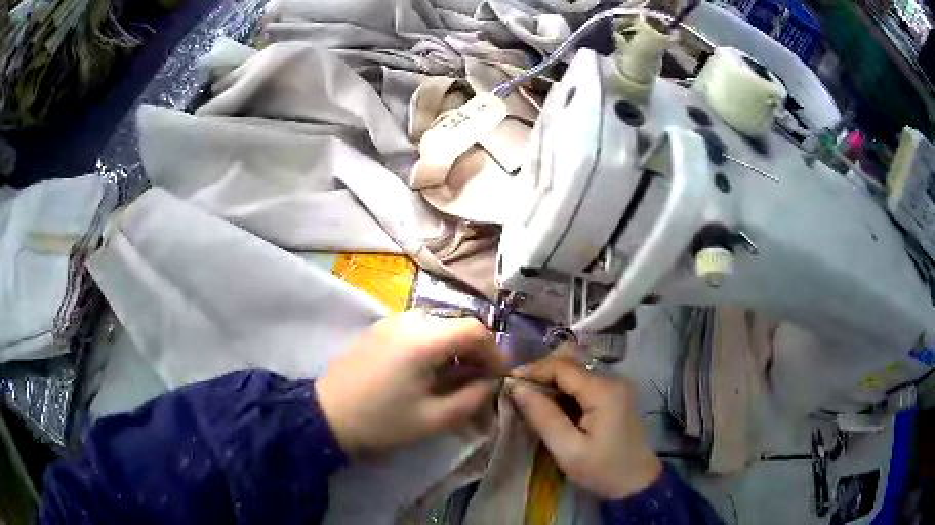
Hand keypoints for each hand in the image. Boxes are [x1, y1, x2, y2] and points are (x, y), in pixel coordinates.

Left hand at [316, 310, 505, 456]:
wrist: (326, 416)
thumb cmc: (382, 422)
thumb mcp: (434, 418)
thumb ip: (472, 398)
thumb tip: (492, 382)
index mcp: (423, 339)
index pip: (475, 330)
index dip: (494, 352)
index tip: (498, 377)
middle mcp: (408, 319)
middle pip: (457, 324)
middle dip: (475, 352)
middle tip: (479, 382)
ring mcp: (390, 320)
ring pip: (439, 325)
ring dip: (454, 348)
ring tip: (454, 379)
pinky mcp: (378, 328)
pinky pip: (418, 328)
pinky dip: (433, 345)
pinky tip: (427, 371)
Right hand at [508, 354, 661, 499]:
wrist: (637, 484)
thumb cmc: (603, 470)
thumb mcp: (568, 449)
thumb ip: (542, 416)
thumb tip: (516, 387)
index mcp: (604, 390)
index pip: (562, 366)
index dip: (532, 370)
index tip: (507, 383)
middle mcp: (613, 379)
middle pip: (570, 365)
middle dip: (540, 374)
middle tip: (515, 392)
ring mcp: (616, 386)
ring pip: (576, 373)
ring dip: (551, 382)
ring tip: (528, 399)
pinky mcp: (615, 396)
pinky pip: (584, 384)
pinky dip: (564, 391)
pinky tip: (550, 406)